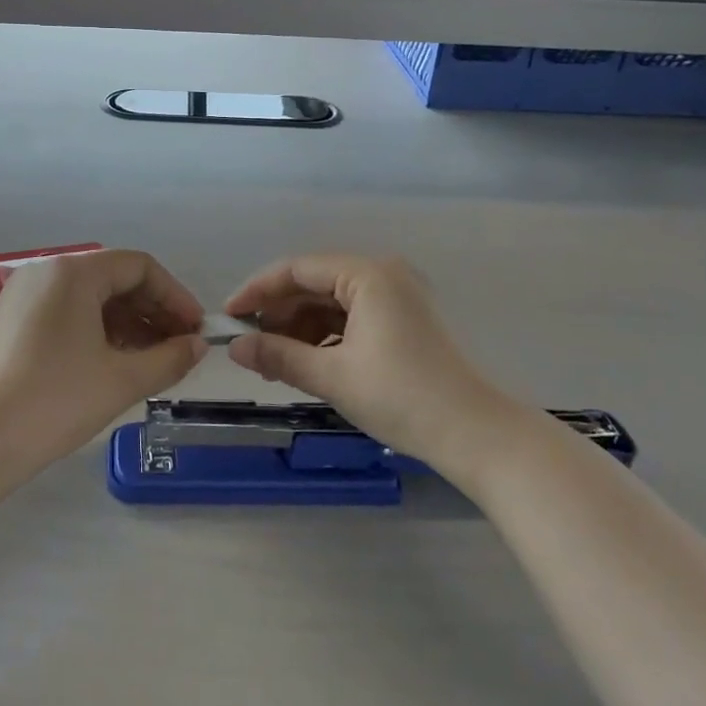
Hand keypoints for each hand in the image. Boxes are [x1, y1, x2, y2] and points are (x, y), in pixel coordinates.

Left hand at [0, 249, 206, 479]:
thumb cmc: (53, 401)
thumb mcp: (121, 380)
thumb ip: (169, 358)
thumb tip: (198, 345)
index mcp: (73, 272)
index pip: (139, 267)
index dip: (175, 296)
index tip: (197, 330)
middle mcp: (47, 272)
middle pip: (113, 279)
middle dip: (153, 311)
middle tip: (181, 348)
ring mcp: (24, 296)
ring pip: (90, 299)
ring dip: (128, 324)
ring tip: (154, 361)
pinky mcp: (12, 322)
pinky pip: (67, 314)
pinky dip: (98, 333)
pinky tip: (116, 363)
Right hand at [224, 254, 517, 480]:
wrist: (476, 435)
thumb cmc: (403, 397)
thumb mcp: (333, 376)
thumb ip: (278, 355)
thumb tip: (235, 348)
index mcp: (367, 275)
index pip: (297, 269)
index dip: (258, 291)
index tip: (229, 317)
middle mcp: (382, 274)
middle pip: (314, 284)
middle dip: (278, 314)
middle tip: (249, 346)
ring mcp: (396, 297)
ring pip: (330, 303)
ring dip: (299, 329)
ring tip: (273, 362)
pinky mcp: (403, 320)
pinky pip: (350, 318)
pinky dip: (324, 337)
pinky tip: (306, 362)